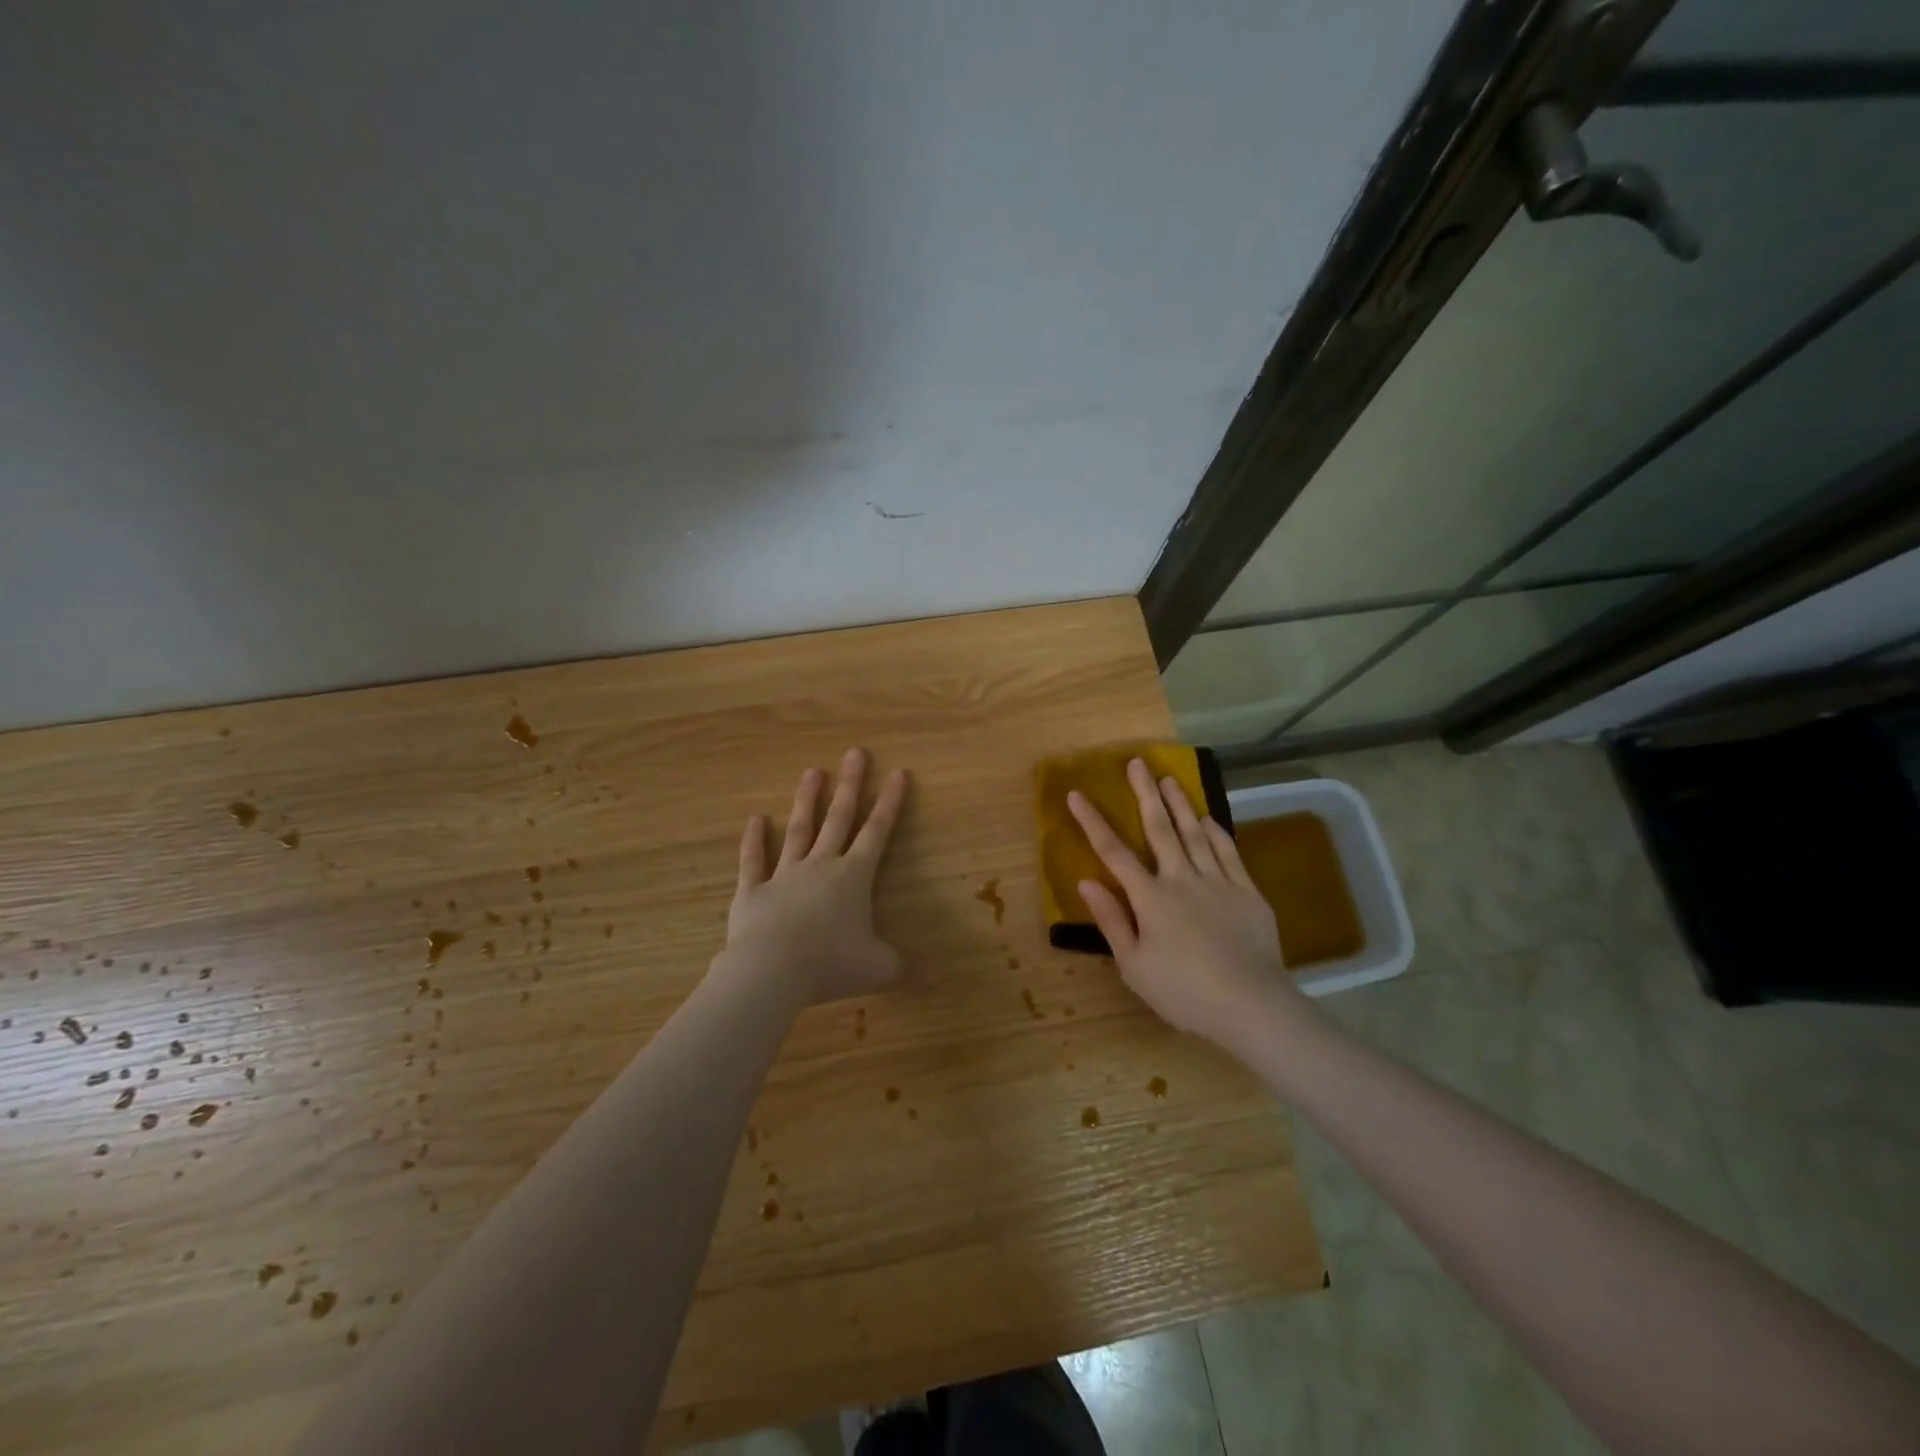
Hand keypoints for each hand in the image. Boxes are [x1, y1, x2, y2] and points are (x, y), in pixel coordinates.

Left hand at [717, 749, 911, 1005]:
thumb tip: (939, 979)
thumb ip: (906, 969)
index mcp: (854, 877)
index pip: (878, 832)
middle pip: (839, 818)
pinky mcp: (753, 892)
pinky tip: (754, 819)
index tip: (898, 773)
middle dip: (850, 785)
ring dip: (806, 801)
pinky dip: (754, 841)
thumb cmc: (831, 964)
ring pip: (799, 831)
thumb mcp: (878, 969)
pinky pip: (754, 861)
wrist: (771, 971)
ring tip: (811, 771)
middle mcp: (821, 866)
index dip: (890, 803)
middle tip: (854, 753)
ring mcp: (785, 875)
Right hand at [1068, 758, 1313, 1054]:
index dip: (1092, 821)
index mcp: (1150, 898)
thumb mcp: (1134, 965)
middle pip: (1159, 828)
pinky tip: (1208, 817)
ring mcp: (1217, 882)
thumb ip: (1111, 920)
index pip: (1113, 852)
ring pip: (1194, 833)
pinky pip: (1228, 852)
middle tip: (1137, 762)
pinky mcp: (1246, 892)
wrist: (1252, 1005)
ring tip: (1169, 778)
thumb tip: (1086, 881)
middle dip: (1145, 793)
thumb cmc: (1184, 991)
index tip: (1076, 794)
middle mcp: (1181, 879)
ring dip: (1179, 804)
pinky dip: (1216, 832)